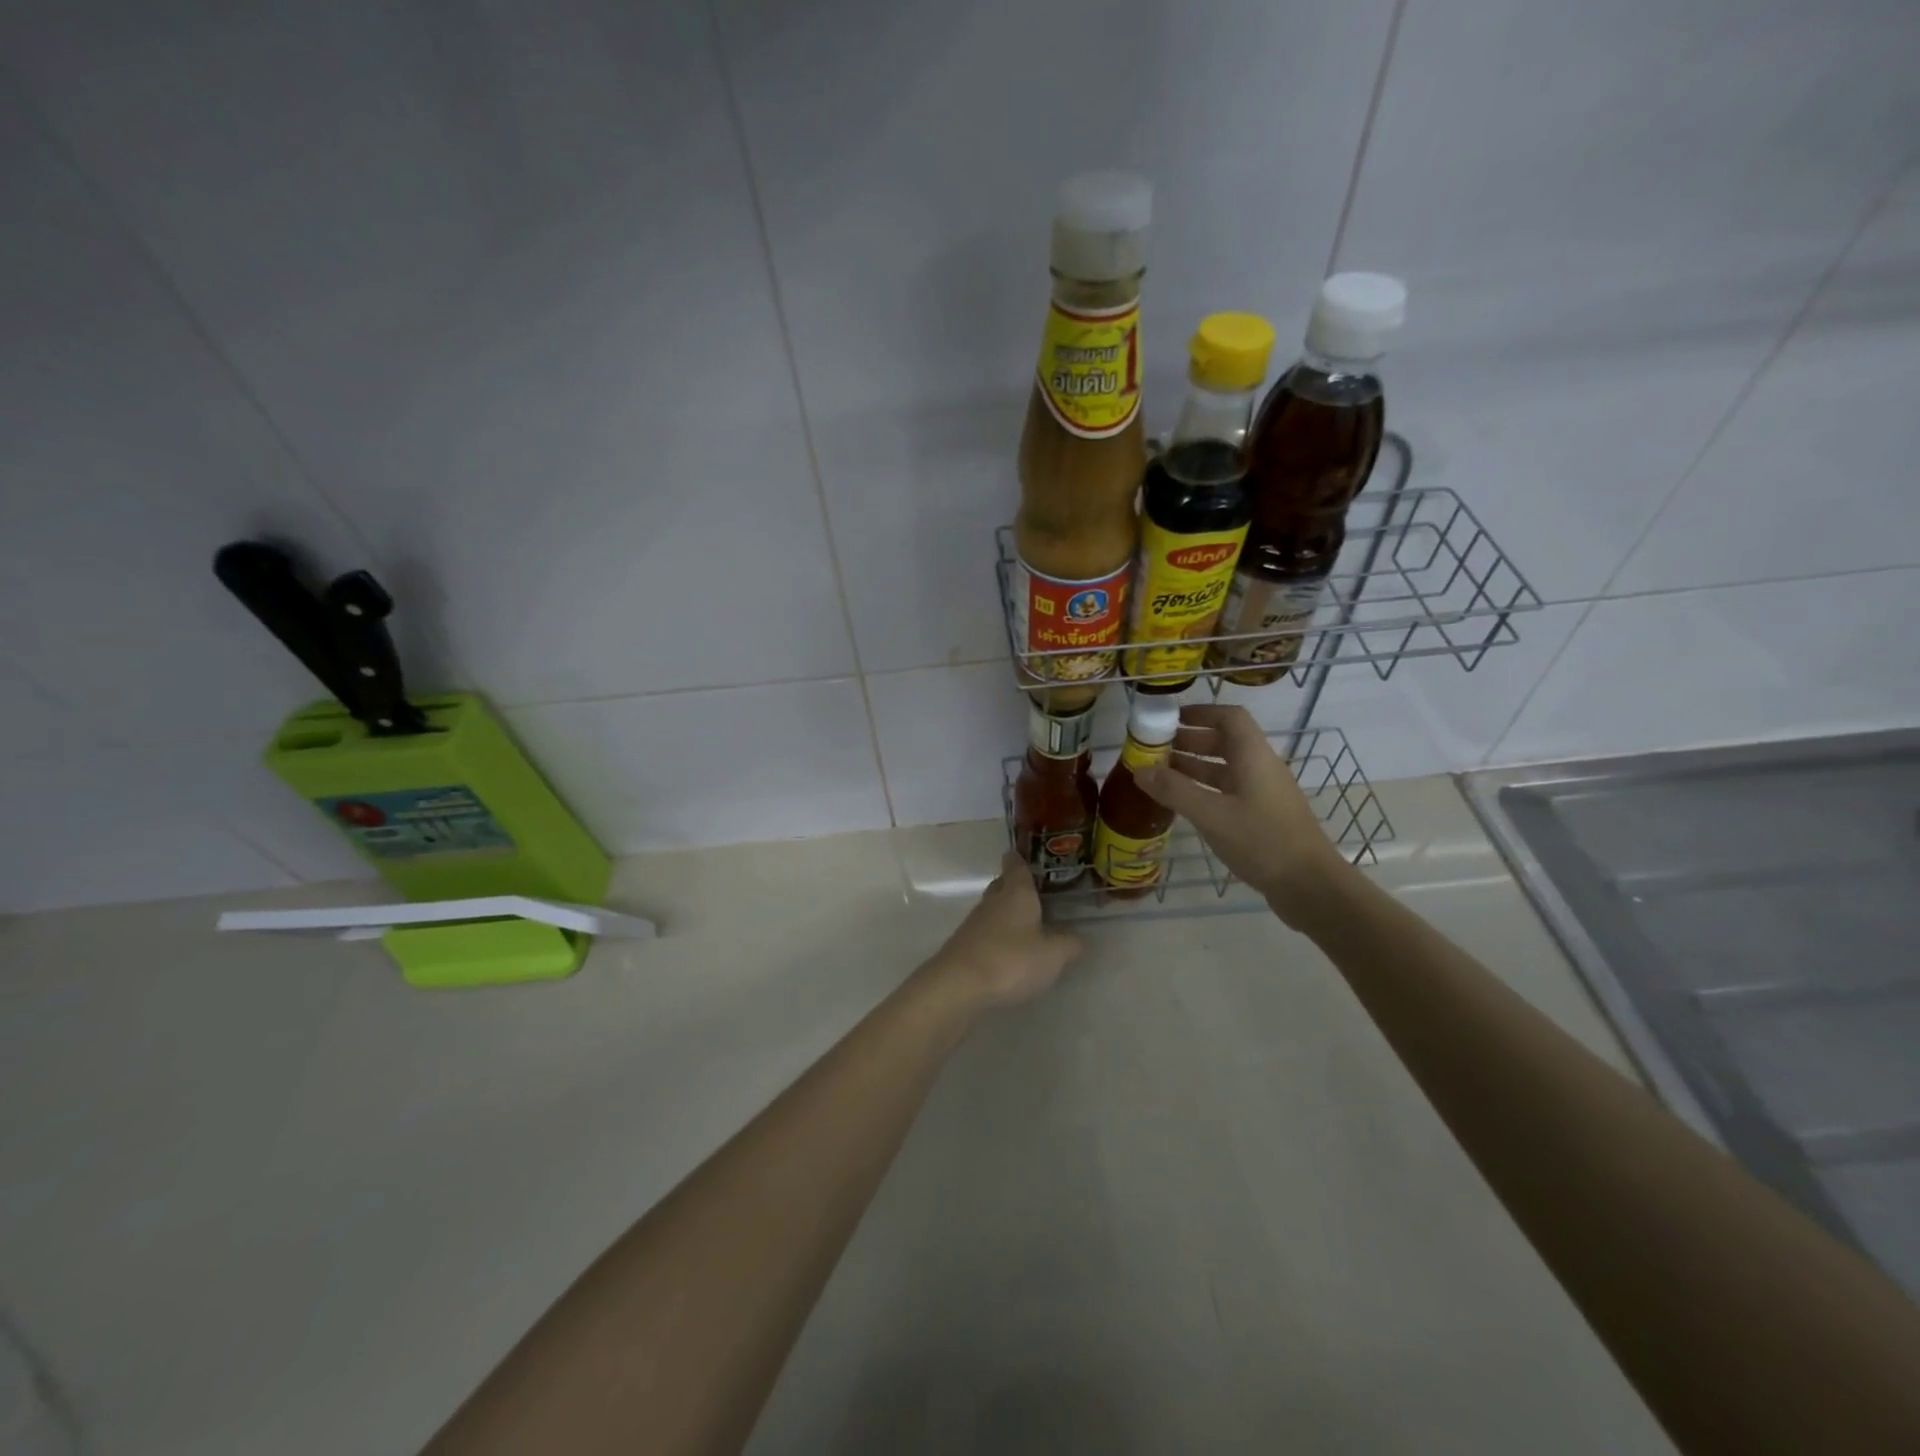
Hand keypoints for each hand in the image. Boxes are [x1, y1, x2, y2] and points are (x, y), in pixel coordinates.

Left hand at [922, 852, 1082, 1011]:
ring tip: (1025, 923)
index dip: (1020, 859)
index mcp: (1017, 893)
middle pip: (1002, 885)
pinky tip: (1007, 950)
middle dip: (1014, 886)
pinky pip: (984, 931)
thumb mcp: (1052, 955)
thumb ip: (1068, 944)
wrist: (958, 984)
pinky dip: (996, 935)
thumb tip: (1077, 938)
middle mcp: (993, 901)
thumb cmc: (1011, 960)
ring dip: (1006, 913)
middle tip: (1032, 892)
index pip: (1016, 865)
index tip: (1023, 855)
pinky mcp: (963, 944)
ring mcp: (974, 922)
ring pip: (993, 908)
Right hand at [1134, 704, 1355, 929]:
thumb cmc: (1262, 841)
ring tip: (1160, 775)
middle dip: (1190, 741)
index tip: (1170, 719)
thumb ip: (1174, 791)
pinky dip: (1204, 791)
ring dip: (1194, 767)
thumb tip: (1140, 770)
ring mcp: (1263, 794)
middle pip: (1225, 742)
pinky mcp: (1263, 817)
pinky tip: (1183, 804)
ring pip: (1225, 769)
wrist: (1310, 886)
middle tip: (1156, 749)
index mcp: (1253, 757)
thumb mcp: (1212, 815)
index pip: (1230, 717)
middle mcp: (1260, 768)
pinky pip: (1229, 792)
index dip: (1200, 713)